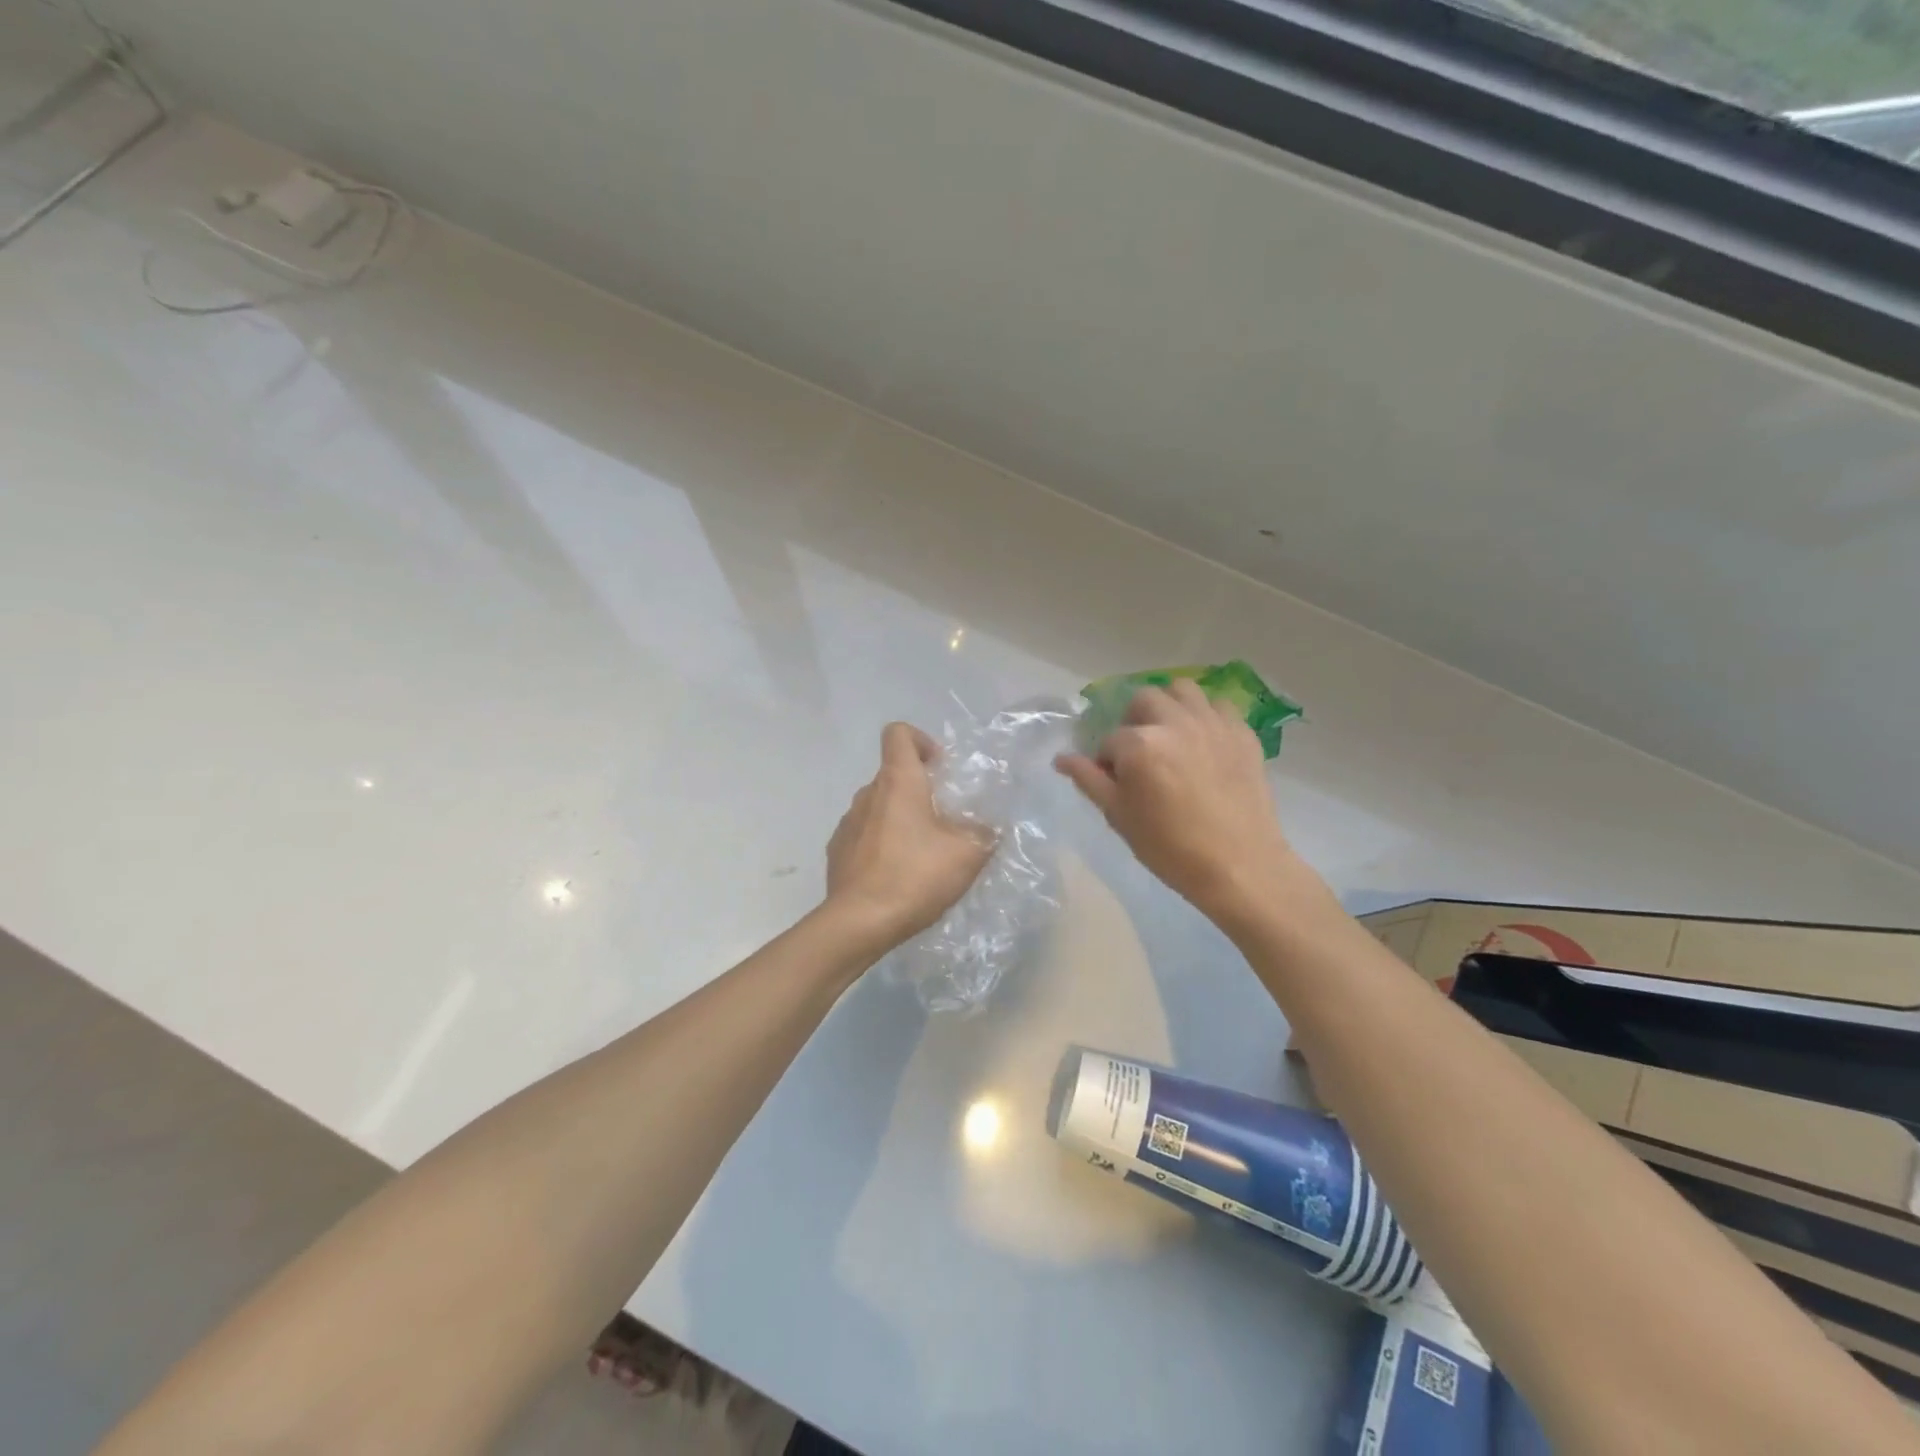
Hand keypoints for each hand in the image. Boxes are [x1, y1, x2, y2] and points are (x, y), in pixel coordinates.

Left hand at [825, 722, 994, 948]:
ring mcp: (848, 823)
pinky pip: (865, 836)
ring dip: (900, 820)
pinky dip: (882, 845)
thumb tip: (986, 828)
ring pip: (879, 808)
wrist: (859, 922)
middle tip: (944, 822)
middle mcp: (867, 794)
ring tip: (922, 855)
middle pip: (893, 775)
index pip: (898, 734)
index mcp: (897, 782)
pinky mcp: (837, 852)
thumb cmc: (915, 876)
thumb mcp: (968, 854)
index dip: (921, 740)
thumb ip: (983, 832)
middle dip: (919, 791)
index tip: (939, 768)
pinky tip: (897, 875)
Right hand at [1055, 681, 1324, 922]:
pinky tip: (1203, 742)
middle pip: (1143, 700)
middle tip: (1140, 753)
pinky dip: (1205, 716)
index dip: (1106, 762)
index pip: (1109, 740)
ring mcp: (1212, 724)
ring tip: (1170, 735)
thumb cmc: (1170, 848)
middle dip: (1134, 722)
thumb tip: (1061, 758)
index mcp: (1139, 744)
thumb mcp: (1119, 816)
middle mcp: (1175, 722)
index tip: (1116, 783)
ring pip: (1182, 690)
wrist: (1239, 867)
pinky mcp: (1242, 733)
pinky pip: (1218, 706)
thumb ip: (1089, 780)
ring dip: (1168, 706)